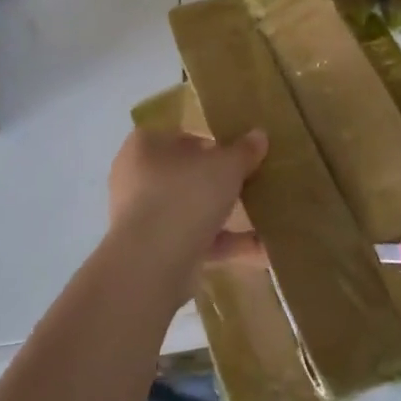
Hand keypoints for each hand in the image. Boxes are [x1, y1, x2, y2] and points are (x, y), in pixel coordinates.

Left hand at [107, 128, 267, 303]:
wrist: (152, 265)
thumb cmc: (184, 196)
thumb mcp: (225, 166)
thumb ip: (243, 150)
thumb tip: (259, 135)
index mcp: (144, 146)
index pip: (179, 135)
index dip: (211, 141)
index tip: (239, 151)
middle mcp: (137, 179)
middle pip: (186, 174)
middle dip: (219, 180)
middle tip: (252, 180)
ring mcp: (144, 219)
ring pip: (191, 210)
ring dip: (224, 214)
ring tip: (264, 214)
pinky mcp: (156, 253)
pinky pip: (196, 241)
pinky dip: (225, 243)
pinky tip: (262, 247)